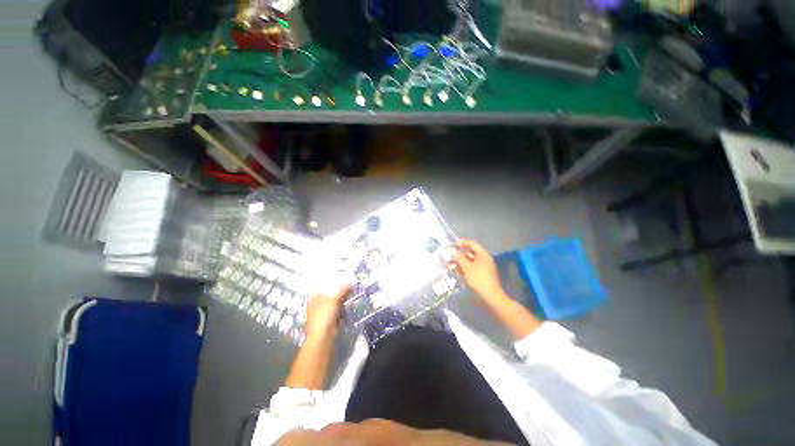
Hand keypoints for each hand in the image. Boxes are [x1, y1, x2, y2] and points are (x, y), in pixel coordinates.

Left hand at [305, 284, 349, 339]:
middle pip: (327, 294)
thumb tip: (350, 280)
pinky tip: (348, 304)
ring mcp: (322, 313)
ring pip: (333, 302)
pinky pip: (337, 310)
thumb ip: (342, 290)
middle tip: (347, 283)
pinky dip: (342, 307)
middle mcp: (316, 304)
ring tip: (350, 292)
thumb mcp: (333, 300)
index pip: (319, 286)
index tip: (337, 276)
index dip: (327, 281)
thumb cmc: (324, 316)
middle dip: (337, 290)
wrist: (323, 337)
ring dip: (341, 299)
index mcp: (313, 298)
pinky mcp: (329, 320)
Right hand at [448, 240, 505, 302]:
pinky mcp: (482, 275)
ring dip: (460, 262)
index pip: (472, 244)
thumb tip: (451, 250)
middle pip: (470, 253)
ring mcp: (483, 267)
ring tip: (450, 264)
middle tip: (449, 256)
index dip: (462, 243)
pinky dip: (464, 268)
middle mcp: (484, 259)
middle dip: (459, 254)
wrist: (491, 296)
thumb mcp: (466, 268)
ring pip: (470, 261)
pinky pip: (471, 268)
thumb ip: (458, 258)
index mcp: (482, 255)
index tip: (453, 245)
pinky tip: (457, 271)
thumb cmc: (478, 279)